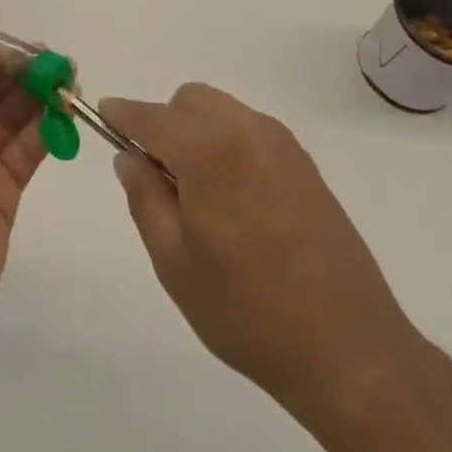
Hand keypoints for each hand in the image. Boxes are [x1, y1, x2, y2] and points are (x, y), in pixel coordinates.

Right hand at [102, 84, 420, 414]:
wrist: (350, 350)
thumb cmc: (248, 311)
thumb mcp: (175, 262)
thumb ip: (144, 197)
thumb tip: (129, 157)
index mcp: (209, 150)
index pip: (150, 116)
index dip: (120, 114)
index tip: (101, 116)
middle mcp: (247, 131)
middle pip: (188, 101)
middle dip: (163, 123)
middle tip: (157, 178)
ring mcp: (281, 144)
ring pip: (220, 111)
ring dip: (195, 132)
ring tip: (197, 194)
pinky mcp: (304, 163)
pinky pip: (248, 131)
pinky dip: (226, 143)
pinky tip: (233, 200)